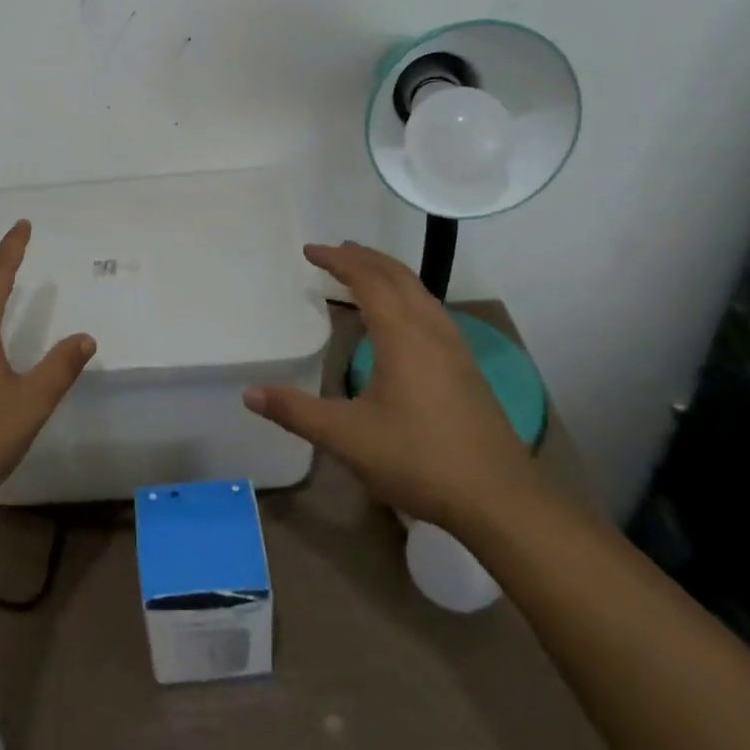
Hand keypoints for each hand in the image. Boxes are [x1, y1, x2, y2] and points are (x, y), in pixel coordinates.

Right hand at [243, 241, 544, 534]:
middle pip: (397, 275)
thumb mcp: (347, 437)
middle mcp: (431, 329)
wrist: (500, 498)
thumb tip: (250, 394)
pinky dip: (407, 296)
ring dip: (389, 274)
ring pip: (420, 291)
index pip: (367, 279)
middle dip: (364, 258)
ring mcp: (456, 347)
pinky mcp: (467, 368)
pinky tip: (402, 321)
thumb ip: (297, 412)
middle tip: (336, 251)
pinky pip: (431, 310)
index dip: (337, 260)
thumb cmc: (419, 459)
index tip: (310, 251)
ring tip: (364, 273)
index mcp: (402, 334)